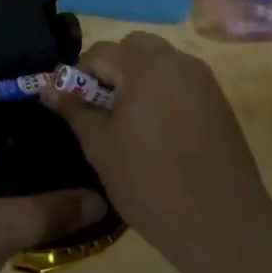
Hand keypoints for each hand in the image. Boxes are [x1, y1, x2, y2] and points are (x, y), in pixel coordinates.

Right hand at [41, 33, 271, 272]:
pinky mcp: (219, 101)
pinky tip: (160, 132)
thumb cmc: (151, 184)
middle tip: (103, 108)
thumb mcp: (101, 147)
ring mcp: (202, 80)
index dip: (79, 75)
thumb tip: (48, 85)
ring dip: (139, 77)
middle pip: (134, 47)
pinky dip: (164, 91)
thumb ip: (74, 109)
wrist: (223, 225)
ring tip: (131, 121)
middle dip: (113, 68)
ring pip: (160, 61)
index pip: (100, 52)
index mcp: (144, 67)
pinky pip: (182, 81)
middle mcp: (176, 61)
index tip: (72, 106)